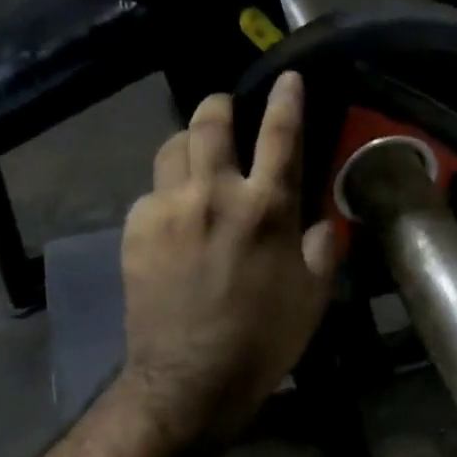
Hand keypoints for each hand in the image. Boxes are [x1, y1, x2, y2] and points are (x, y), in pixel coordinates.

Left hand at [116, 72, 336, 449]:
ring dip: (188, 142)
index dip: (287, 99)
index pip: (280, 135)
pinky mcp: (135, 229)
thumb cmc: (263, 339)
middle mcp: (214, 194)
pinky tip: (175, 217)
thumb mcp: (314, 296)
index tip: (288, 78)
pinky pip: (151, 192)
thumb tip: (316, 219)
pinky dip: (168, 193)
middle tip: (226, 109)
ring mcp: (168, 208)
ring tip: (196, 157)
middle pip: (210, 123)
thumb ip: (320, 246)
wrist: (190, 378)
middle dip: (220, 105)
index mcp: (266, 208)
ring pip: (171, 147)